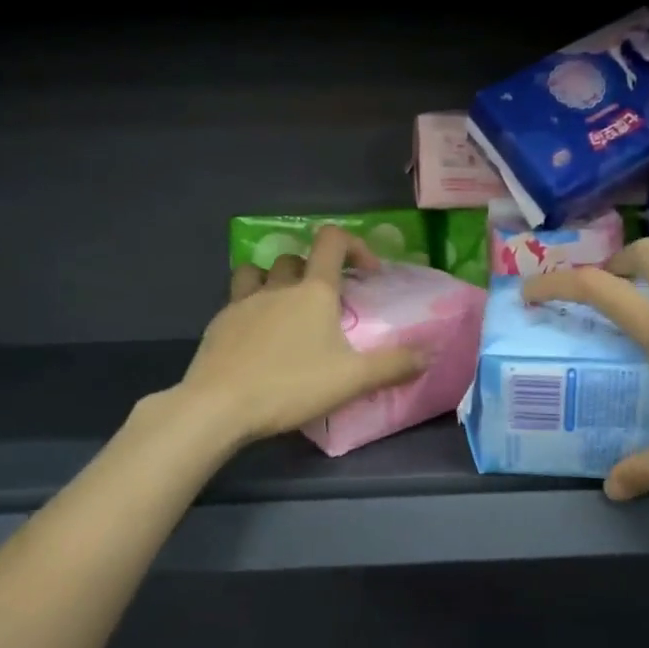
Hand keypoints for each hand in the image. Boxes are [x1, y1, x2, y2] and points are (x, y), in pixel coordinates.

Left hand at [175, 226, 428, 446]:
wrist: (218, 406)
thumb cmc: (291, 386)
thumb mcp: (353, 380)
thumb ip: (394, 365)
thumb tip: (430, 353)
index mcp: (313, 292)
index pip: (332, 241)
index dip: (355, 246)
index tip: (369, 273)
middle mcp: (277, 287)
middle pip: (296, 258)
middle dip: (316, 271)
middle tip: (328, 304)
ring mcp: (242, 303)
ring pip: (259, 272)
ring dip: (276, 280)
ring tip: (285, 309)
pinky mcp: (218, 324)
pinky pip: (237, 301)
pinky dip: (252, 308)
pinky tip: (257, 340)